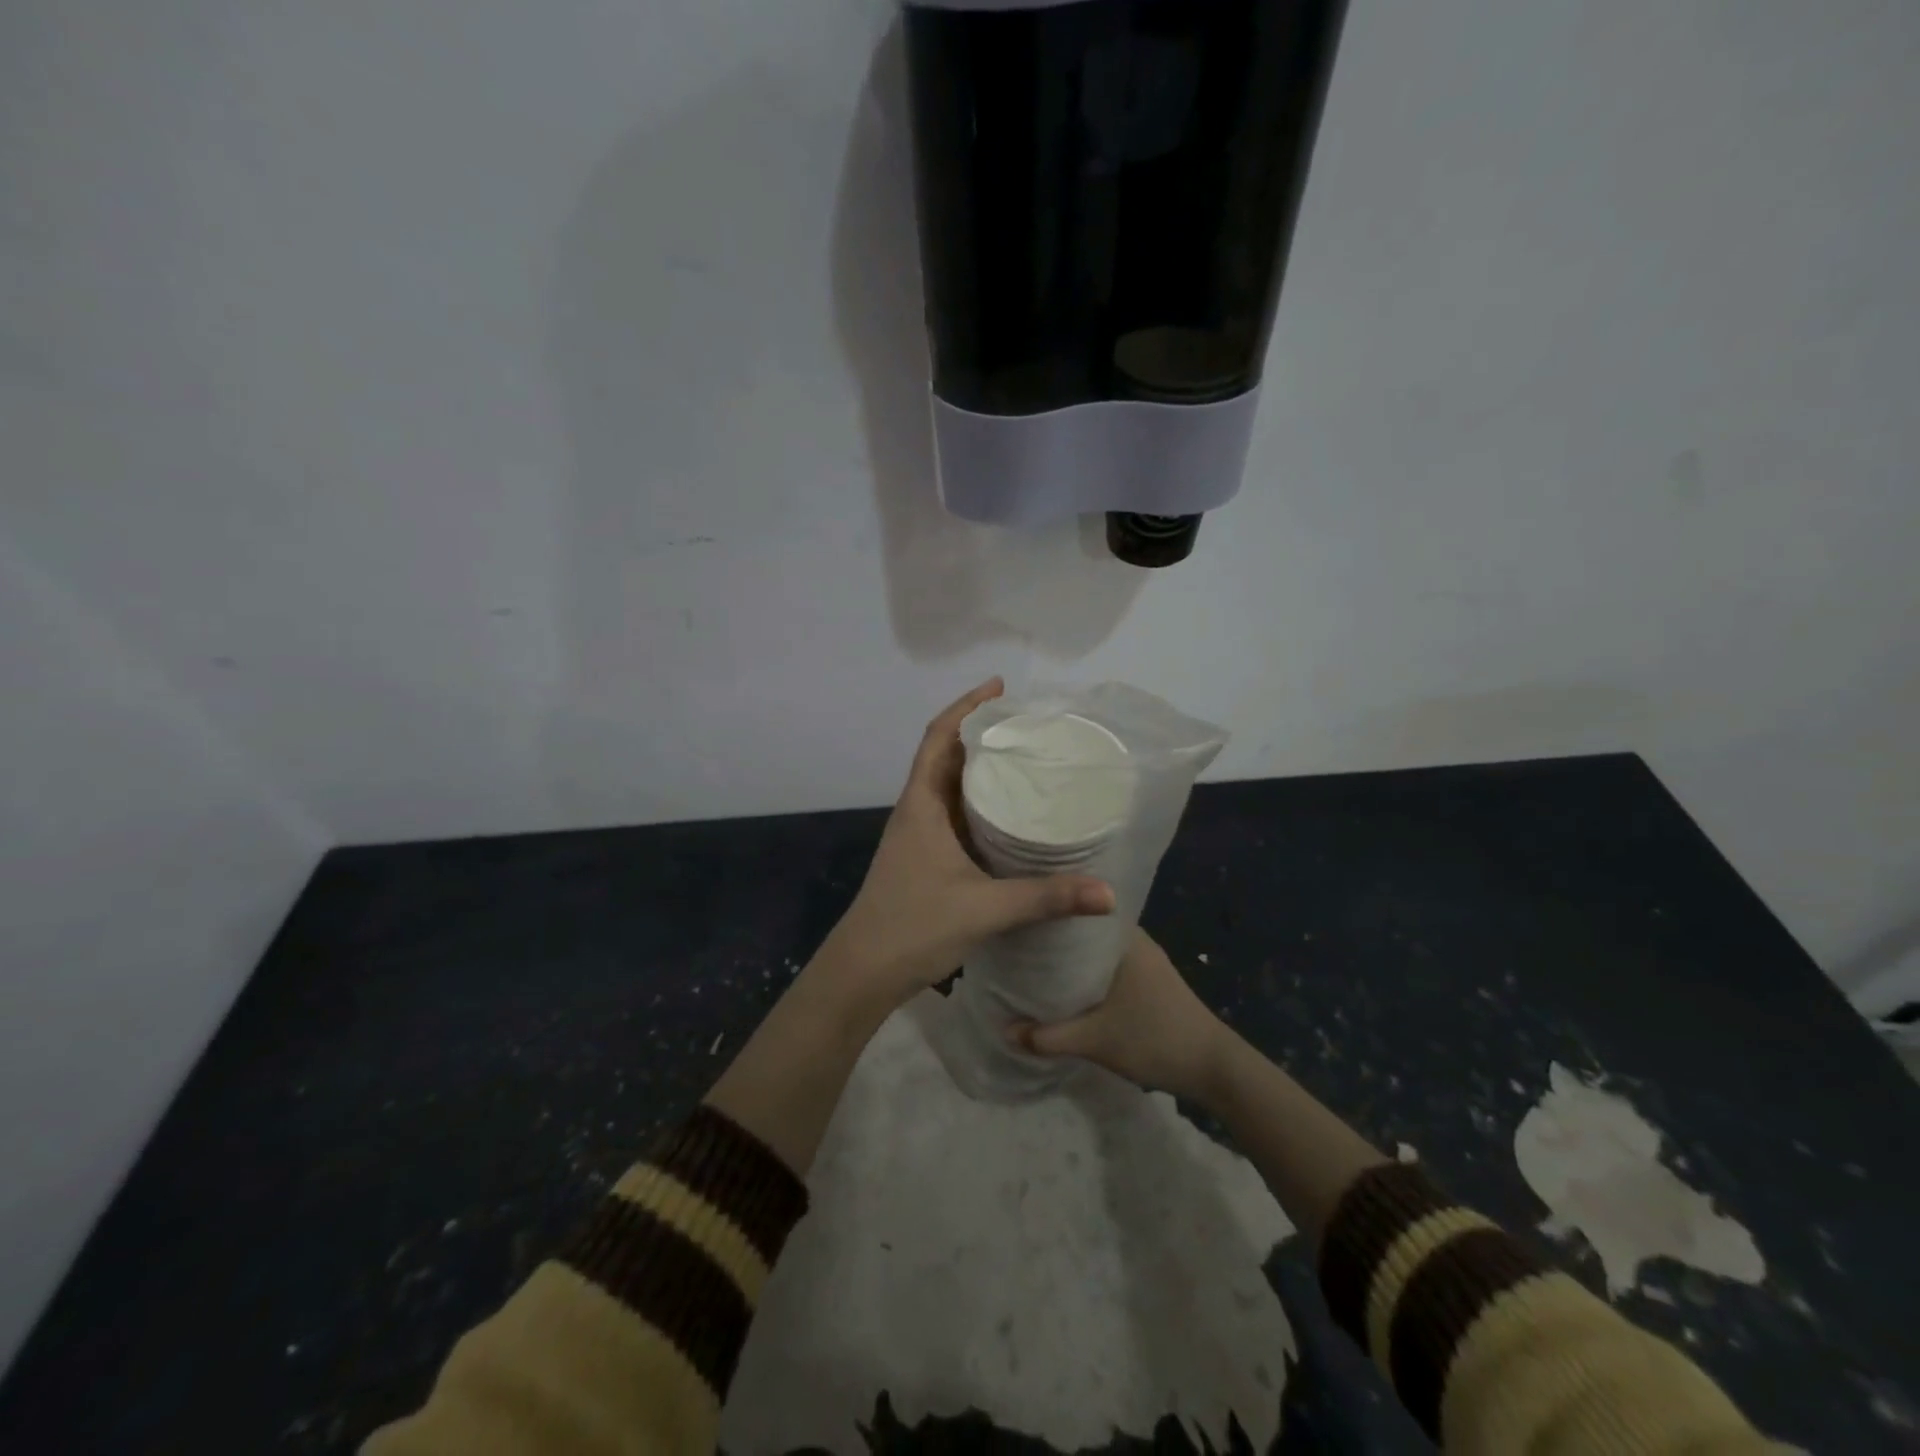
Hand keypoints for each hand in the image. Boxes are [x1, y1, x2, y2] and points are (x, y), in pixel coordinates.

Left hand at [809, 679, 1114, 1021]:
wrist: (863, 971)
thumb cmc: (913, 927)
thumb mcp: (985, 909)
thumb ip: (1045, 898)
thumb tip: (1108, 893)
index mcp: (922, 805)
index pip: (939, 738)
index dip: (966, 706)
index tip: (1000, 687)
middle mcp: (918, 811)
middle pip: (947, 755)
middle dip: (982, 732)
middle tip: (1028, 723)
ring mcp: (919, 836)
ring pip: (951, 787)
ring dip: (980, 768)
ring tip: (1025, 757)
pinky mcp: (926, 858)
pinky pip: (955, 815)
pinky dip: (980, 803)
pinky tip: (1009, 813)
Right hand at [1008, 929, 1233, 1106]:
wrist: (1214, 1068)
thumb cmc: (1156, 1039)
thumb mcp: (1096, 1040)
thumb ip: (1048, 1036)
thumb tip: (1006, 1030)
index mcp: (1124, 937)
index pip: (1079, 908)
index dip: (1049, 910)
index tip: (1019, 914)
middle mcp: (1134, 940)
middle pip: (1083, 930)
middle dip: (1053, 938)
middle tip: (1015, 943)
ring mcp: (1144, 960)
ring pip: (1094, 950)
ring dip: (1069, 958)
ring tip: (1031, 962)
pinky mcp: (1148, 981)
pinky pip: (1106, 966)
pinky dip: (1085, 973)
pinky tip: (1064, 986)